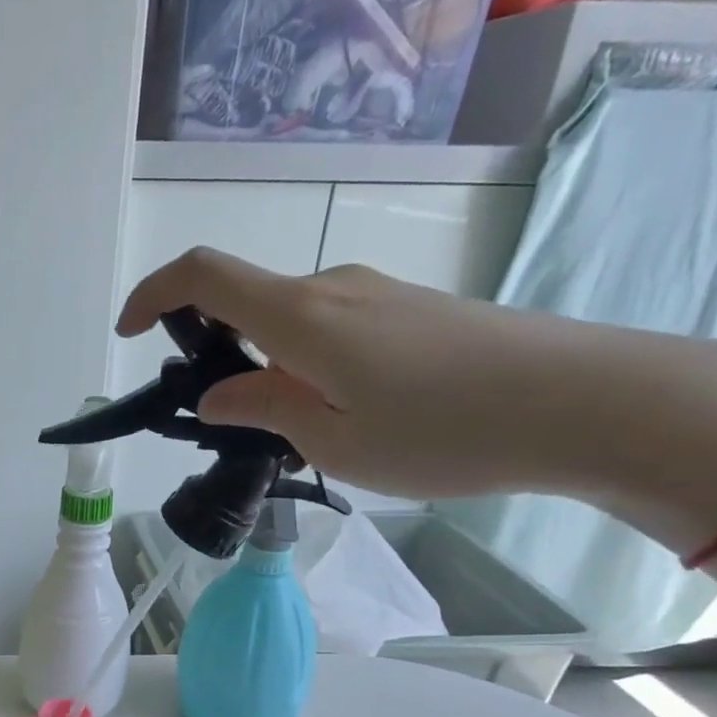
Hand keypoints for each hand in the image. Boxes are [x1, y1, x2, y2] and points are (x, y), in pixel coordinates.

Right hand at [120, 252, 608, 498]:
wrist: (586, 402)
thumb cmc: (444, 430)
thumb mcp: (334, 440)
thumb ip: (262, 409)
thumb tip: (217, 394)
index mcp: (300, 316)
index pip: (203, 277)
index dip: (153, 295)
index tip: (130, 334)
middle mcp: (331, 288)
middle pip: (245, 302)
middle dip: (215, 355)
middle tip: (232, 427)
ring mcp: (375, 294)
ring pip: (290, 323)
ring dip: (268, 368)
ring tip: (300, 435)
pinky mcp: (409, 309)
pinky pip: (331, 328)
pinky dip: (307, 364)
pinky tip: (347, 416)